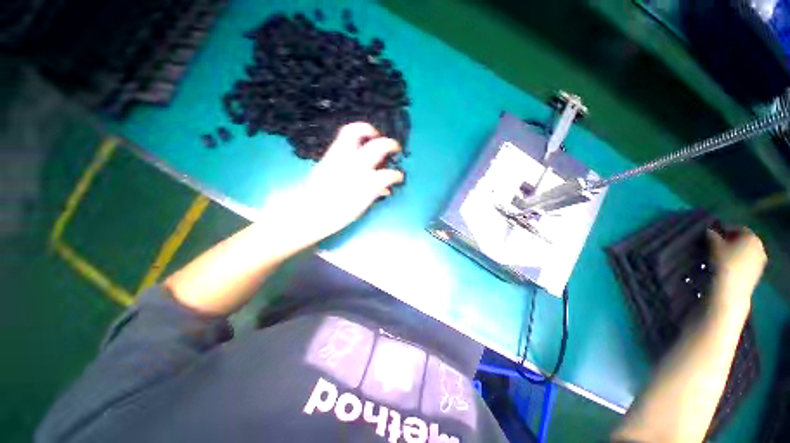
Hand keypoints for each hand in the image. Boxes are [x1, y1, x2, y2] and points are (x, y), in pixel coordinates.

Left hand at [288, 122, 403, 241]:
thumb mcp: (361, 208)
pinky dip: (354, 137)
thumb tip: (386, 189)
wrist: (309, 214)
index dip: (396, 175)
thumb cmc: (337, 216)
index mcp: (365, 185)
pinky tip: (358, 143)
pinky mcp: (328, 156)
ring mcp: (340, 159)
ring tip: (374, 134)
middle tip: (394, 147)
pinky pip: (342, 139)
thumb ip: (374, 194)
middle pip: (377, 146)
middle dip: (389, 144)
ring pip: (354, 132)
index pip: (387, 174)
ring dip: (367, 130)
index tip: (399, 177)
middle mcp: (355, 168)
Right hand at [707, 228, 766, 313]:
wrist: (731, 290)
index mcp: (751, 236)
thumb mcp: (713, 245)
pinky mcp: (757, 273)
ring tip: (719, 258)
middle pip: (742, 240)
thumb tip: (709, 231)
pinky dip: (737, 263)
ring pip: (745, 252)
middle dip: (729, 242)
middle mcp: (759, 246)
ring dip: (733, 253)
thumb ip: (711, 235)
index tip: (711, 235)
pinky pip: (746, 263)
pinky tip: (727, 268)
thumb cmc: (723, 262)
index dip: (723, 230)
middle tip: (714, 246)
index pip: (736, 228)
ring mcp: (760, 261)